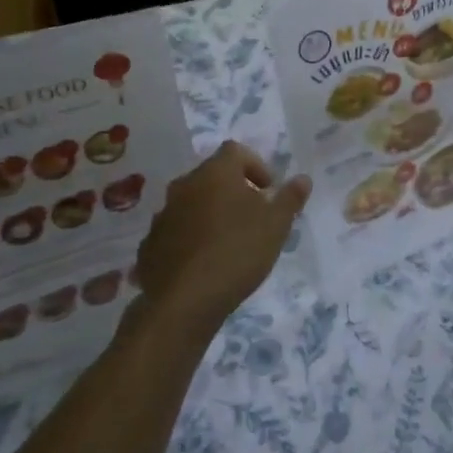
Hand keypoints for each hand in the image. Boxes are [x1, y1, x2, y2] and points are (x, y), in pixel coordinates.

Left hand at [131, 141, 310, 343]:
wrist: (183, 301)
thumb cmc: (237, 252)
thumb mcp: (276, 225)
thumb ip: (290, 198)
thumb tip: (303, 178)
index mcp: (215, 173)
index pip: (236, 151)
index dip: (256, 166)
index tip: (268, 192)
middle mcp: (185, 185)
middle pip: (212, 176)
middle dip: (233, 190)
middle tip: (252, 217)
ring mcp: (163, 214)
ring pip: (192, 203)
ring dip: (210, 214)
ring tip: (229, 243)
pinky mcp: (150, 244)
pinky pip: (176, 231)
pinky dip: (191, 238)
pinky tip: (204, 264)